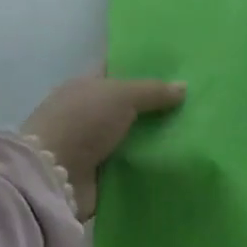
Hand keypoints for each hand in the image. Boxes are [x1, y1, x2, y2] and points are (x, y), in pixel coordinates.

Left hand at [21, 68, 184, 217]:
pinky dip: (149, 164)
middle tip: (192, 102)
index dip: (142, 68)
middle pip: (128, 106)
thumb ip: (153, 91)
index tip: (174, 68)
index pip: (117, 71)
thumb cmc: (82, 122)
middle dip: (155, 106)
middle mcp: (88, 113)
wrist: (53, 178)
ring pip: (132, 136)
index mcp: (85, 86)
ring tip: (193, 132)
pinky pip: (132, 164)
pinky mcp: (100, 176)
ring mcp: (92, 146)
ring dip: (154, 137)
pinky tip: (177, 159)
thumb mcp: (121, 95)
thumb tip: (184, 86)